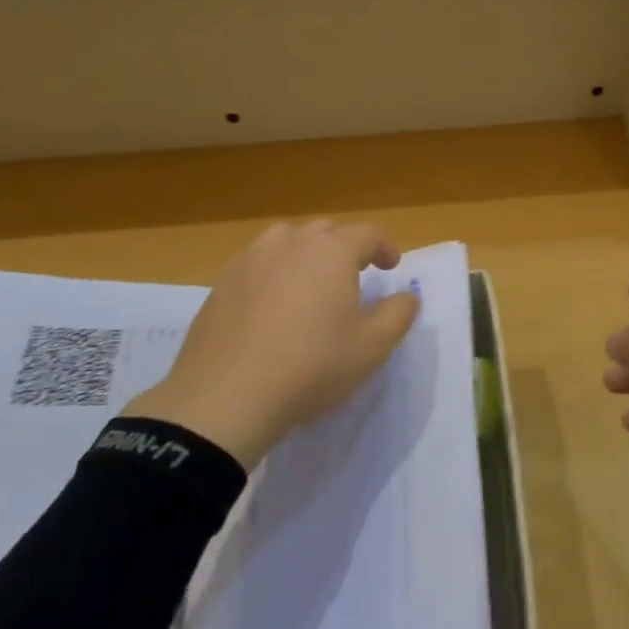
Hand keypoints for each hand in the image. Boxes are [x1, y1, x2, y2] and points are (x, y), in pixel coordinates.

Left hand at [126, 221, 419, 469]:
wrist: (228, 397)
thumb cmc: (312, 367)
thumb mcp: (372, 347)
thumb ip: (397, 314)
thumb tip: (407, 296)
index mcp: (330, 252)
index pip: (367, 233)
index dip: (385, 246)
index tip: (392, 266)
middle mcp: (289, 244)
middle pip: (324, 231)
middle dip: (345, 245)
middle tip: (355, 273)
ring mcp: (249, 261)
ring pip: (284, 240)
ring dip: (305, 251)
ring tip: (310, 279)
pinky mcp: (221, 284)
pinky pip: (255, 263)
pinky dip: (272, 271)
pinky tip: (272, 303)